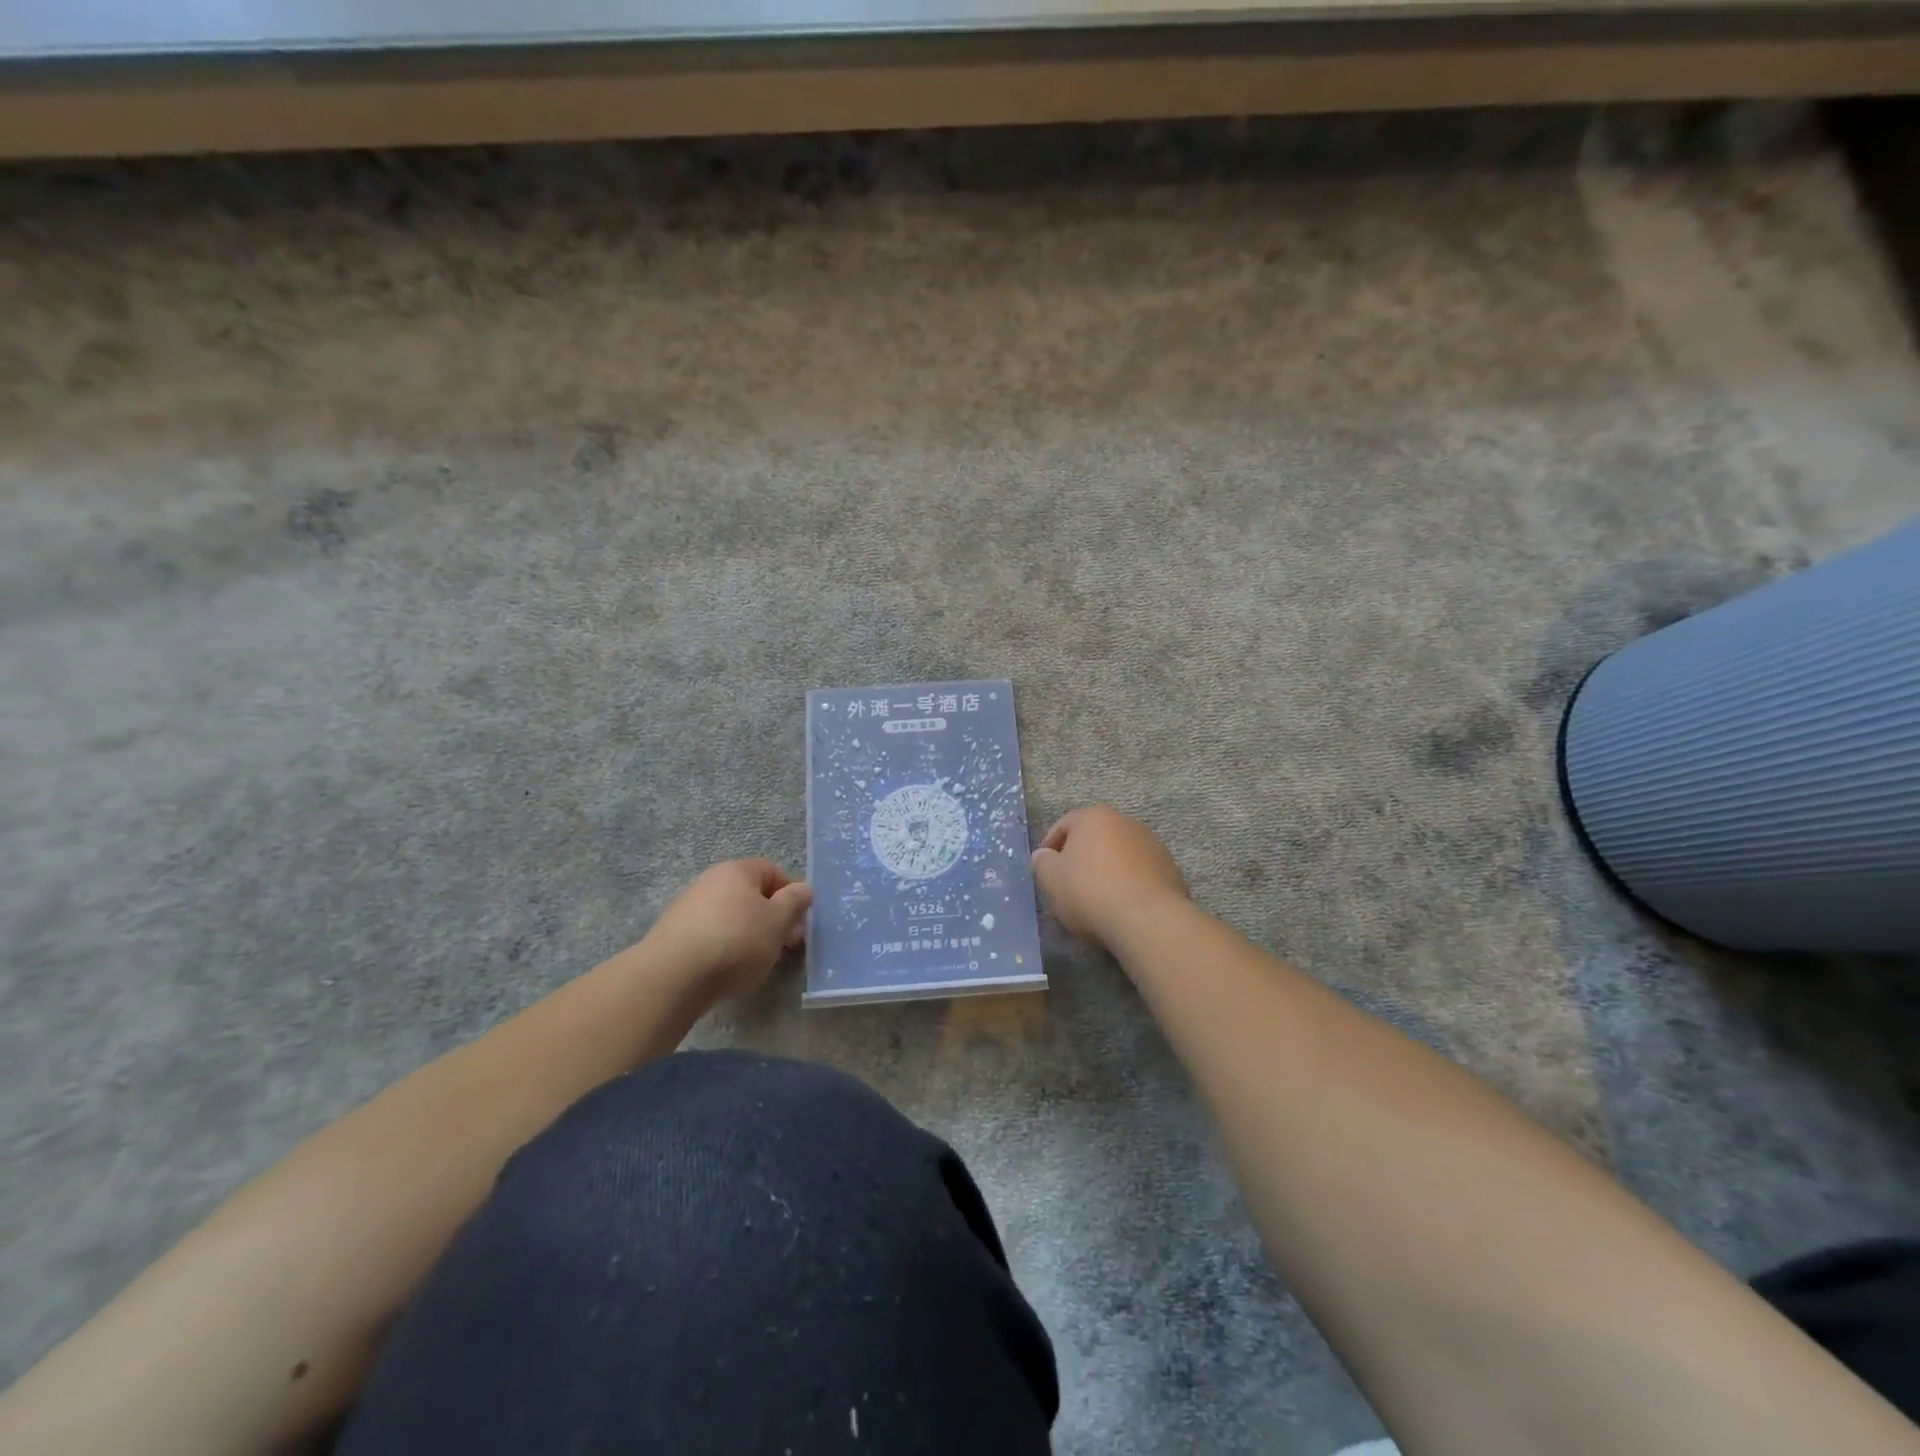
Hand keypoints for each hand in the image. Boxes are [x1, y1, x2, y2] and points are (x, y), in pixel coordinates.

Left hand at [645, 859, 812, 1000]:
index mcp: (737, 870)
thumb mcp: (778, 921)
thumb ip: (794, 902)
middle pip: (751, 895)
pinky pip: (711, 936)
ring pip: (731, 917)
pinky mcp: (674, 936)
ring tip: (758, 963)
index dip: (791, 894)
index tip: (800, 922)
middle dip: (772, 919)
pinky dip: (725, 949)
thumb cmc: (736, 941)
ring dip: (750, 936)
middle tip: (786, 947)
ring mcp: (688, 908)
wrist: (672, 977)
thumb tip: (803, 888)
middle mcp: (710, 881)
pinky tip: (728, 971)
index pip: (772, 871)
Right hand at [1030, 806, 1188, 951]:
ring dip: (1106, 871)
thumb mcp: (1050, 878)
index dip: (1050, 847)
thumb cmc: (1090, 892)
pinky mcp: (1170, 870)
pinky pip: (1139, 874)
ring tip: (1096, 900)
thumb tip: (1044, 856)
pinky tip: (1121, 907)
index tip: (1045, 871)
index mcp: (1094, 817)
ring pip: (1119, 856)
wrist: (1148, 920)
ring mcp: (1152, 845)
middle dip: (1081, 858)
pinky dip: (1128, 885)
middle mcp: (1125, 822)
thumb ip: (1042, 862)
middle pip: (1094, 838)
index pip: (1064, 825)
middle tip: (1068, 886)